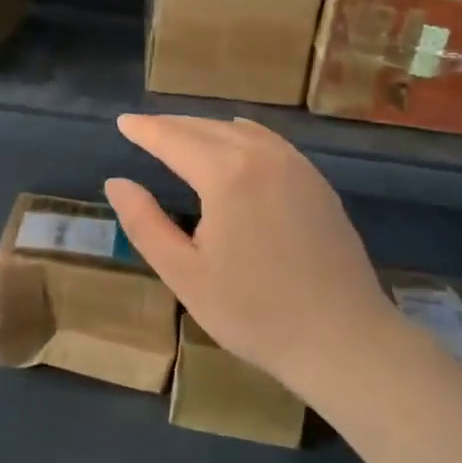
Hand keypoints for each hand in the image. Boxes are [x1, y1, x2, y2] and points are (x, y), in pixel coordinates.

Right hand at [105, 115, 397, 401]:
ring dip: (204, 129)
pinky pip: (269, 142)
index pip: (174, 138)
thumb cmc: (255, 313)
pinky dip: (239, 137)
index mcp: (226, 174)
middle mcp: (262, 155)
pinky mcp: (317, 182)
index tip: (122, 122)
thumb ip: (145, 223)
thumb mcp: (184, 274)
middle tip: (143, 128)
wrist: (345, 340)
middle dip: (171, 125)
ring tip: (181, 137)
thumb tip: (116, 182)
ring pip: (239, 131)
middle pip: (206, 128)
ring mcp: (296, 165)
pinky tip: (234, 149)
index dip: (145, 129)